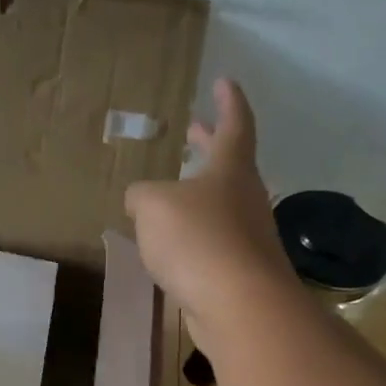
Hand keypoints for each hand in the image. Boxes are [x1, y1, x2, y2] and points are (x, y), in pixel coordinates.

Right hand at [124, 79, 289, 346]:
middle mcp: (245, 197)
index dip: (228, 101)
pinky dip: (192, 234)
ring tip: (170, 193)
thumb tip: (139, 200)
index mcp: (231, 169)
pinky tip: (170, 245)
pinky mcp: (238, 270)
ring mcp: (246, 235)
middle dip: (209, 144)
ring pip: (220, 204)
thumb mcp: (153, 206)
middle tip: (193, 129)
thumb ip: (141, 196)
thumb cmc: (197, 239)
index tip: (224, 81)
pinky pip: (211, 241)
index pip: (235, 123)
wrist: (237, 304)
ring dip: (198, 194)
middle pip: (228, 163)